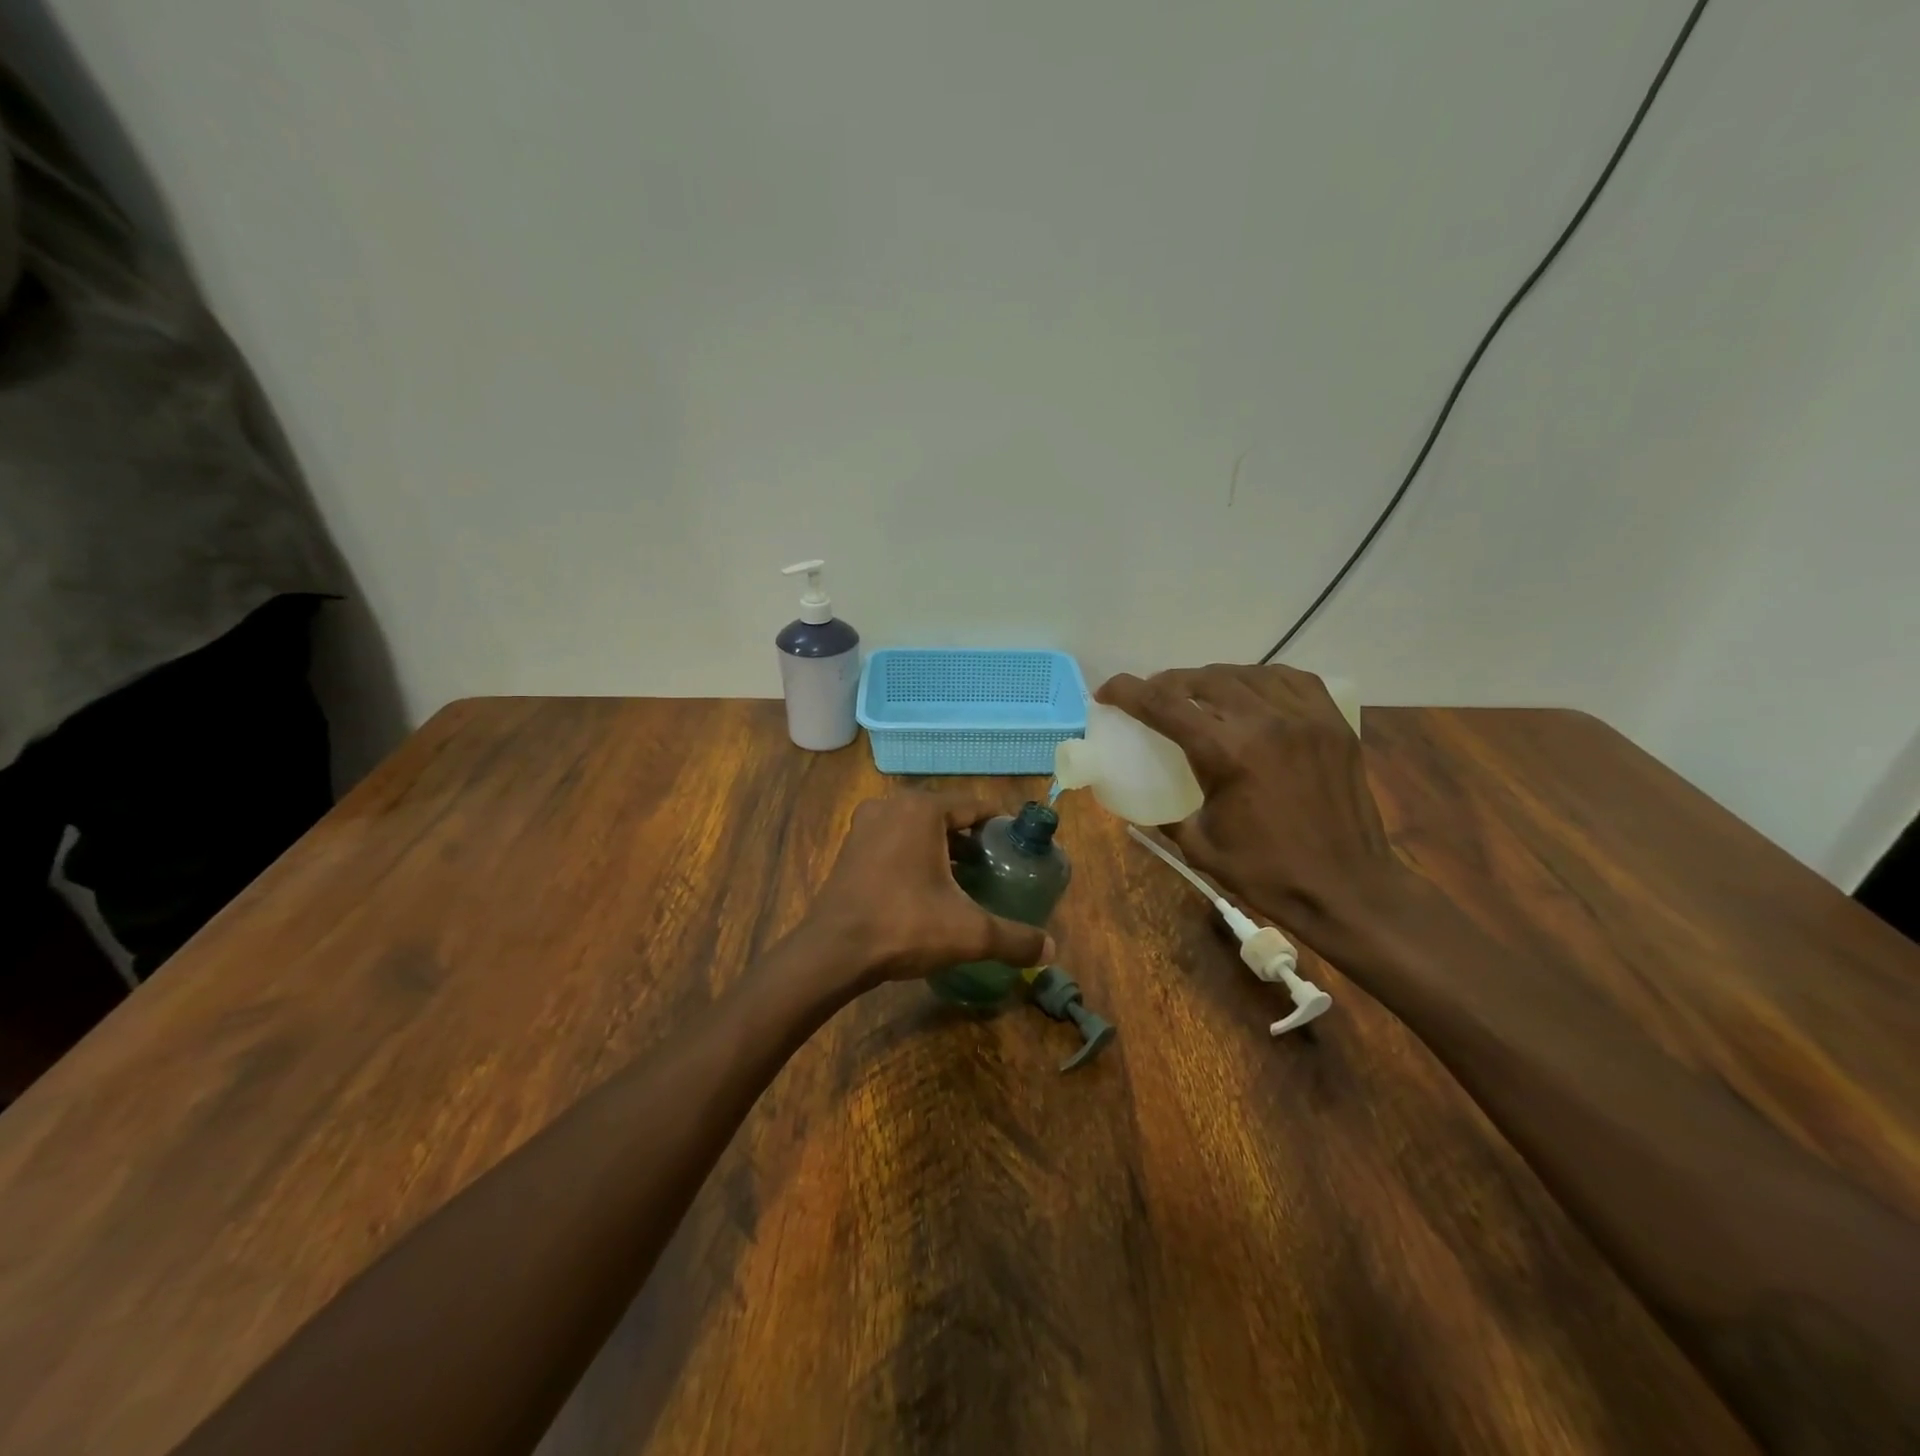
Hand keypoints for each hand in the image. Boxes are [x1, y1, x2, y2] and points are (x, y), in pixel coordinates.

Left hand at [795, 792, 1055, 988]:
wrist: (833, 952)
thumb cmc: (904, 926)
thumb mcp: (969, 933)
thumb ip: (1014, 938)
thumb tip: (1050, 951)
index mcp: (922, 809)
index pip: (974, 806)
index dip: (1000, 826)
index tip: (1018, 847)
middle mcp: (892, 806)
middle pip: (946, 816)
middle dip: (971, 839)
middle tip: (996, 867)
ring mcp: (866, 825)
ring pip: (917, 829)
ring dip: (942, 849)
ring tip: (966, 879)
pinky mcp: (850, 848)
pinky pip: (894, 842)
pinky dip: (914, 856)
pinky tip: (927, 888)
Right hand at [1096, 664, 1414, 948]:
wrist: (1347, 888)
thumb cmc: (1267, 873)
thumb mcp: (1199, 846)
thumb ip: (1167, 814)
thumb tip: (1145, 800)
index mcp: (1226, 752)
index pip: (1163, 704)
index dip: (1127, 691)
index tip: (1107, 692)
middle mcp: (1264, 721)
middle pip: (1202, 679)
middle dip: (1167, 683)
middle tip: (1152, 697)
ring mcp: (1304, 717)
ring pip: (1245, 673)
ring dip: (1211, 679)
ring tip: (1198, 693)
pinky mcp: (1332, 723)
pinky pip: (1290, 679)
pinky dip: (1260, 679)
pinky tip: (1251, 691)